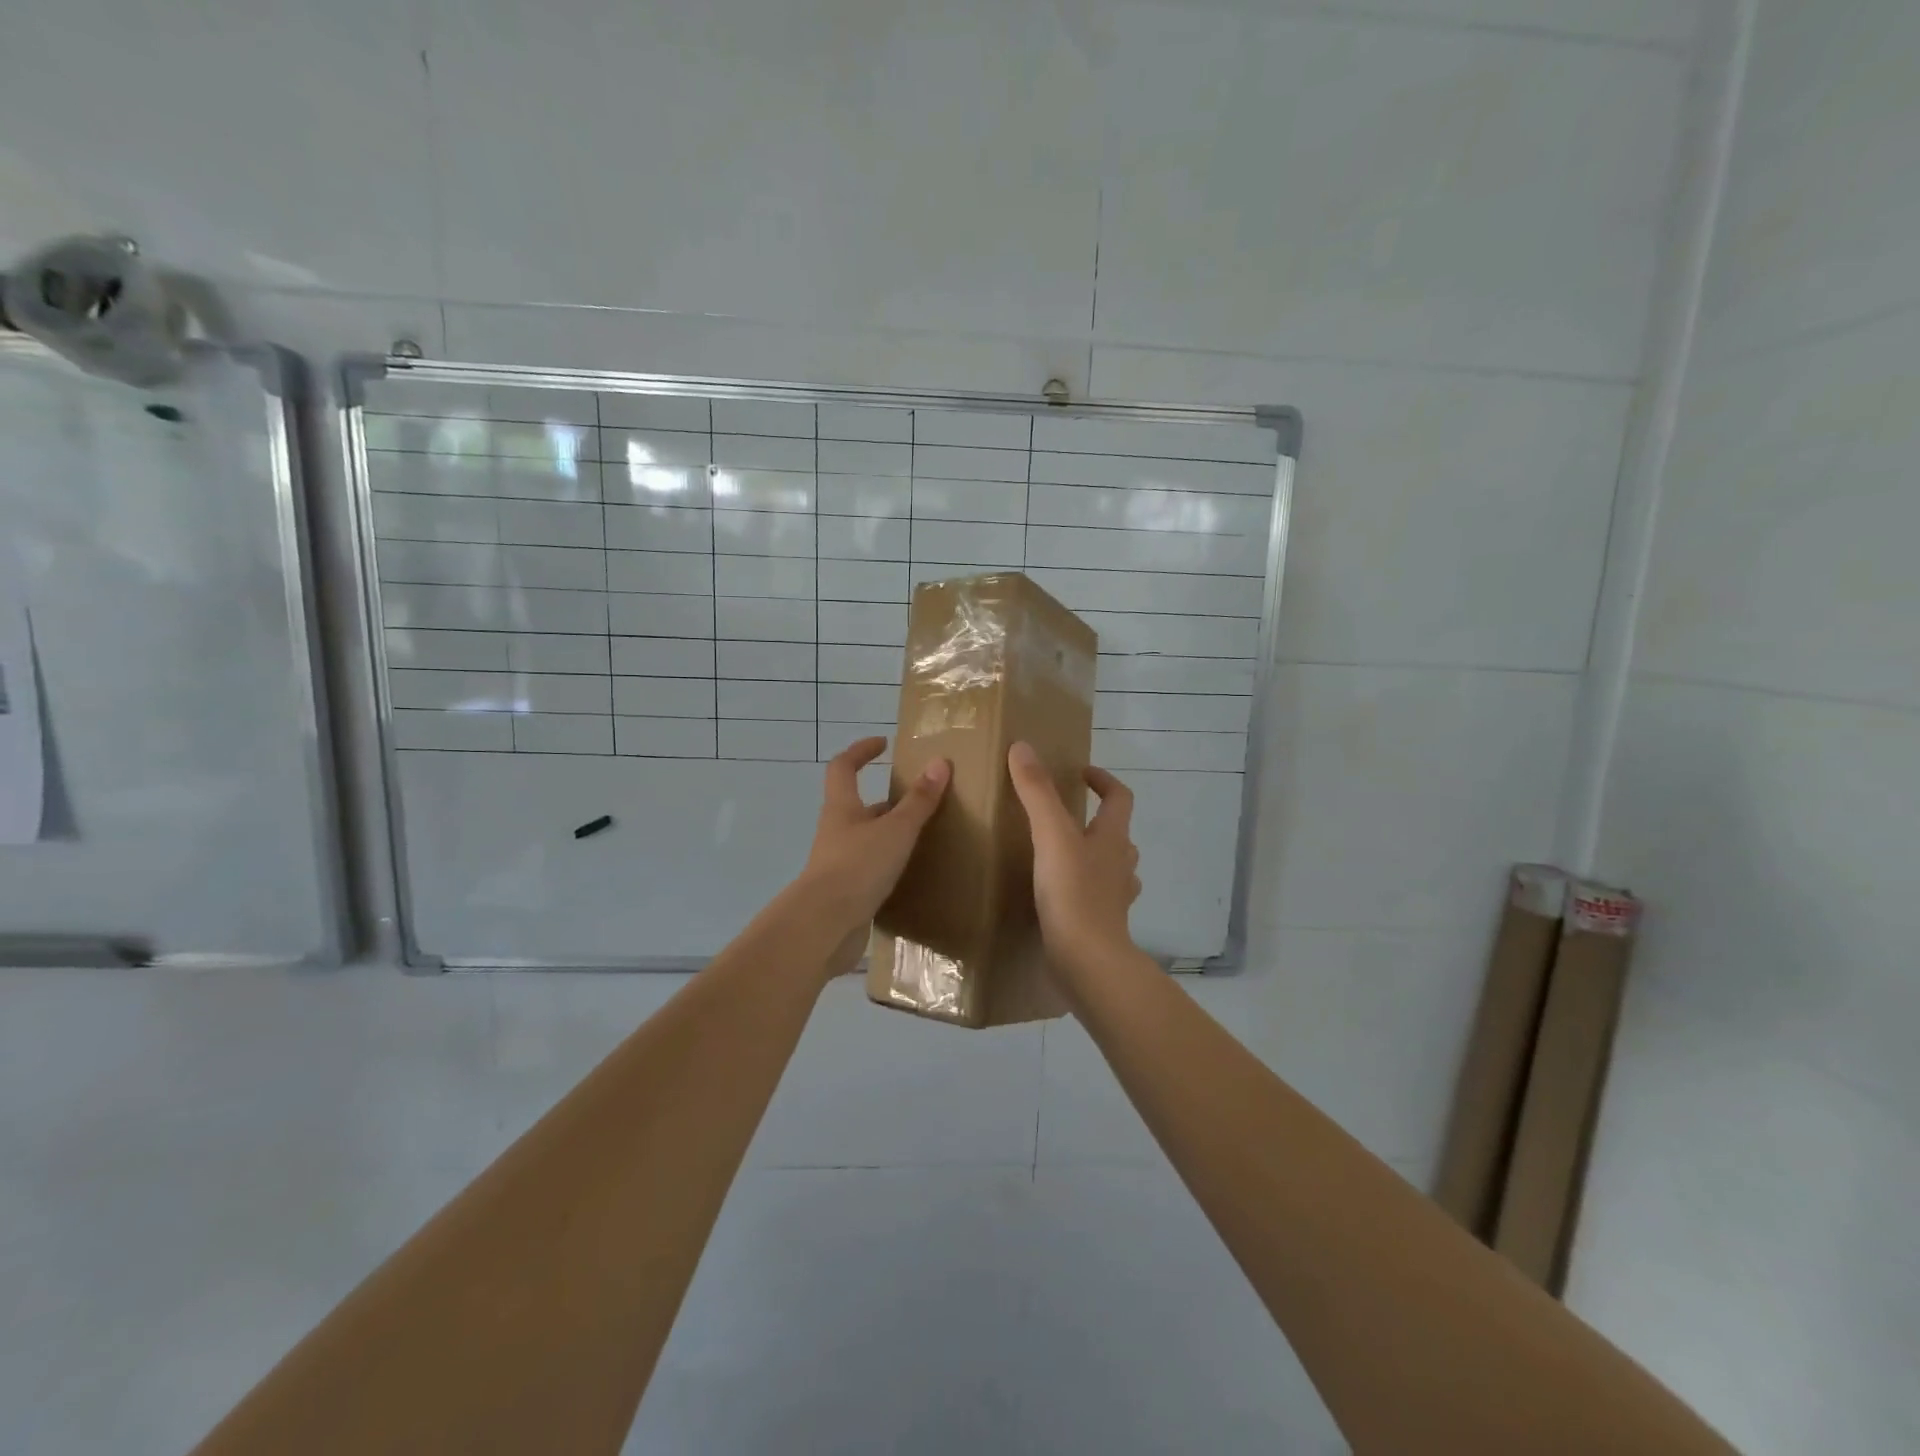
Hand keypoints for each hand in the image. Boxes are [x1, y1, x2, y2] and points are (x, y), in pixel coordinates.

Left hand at [795, 738, 950, 959]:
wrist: (824, 926)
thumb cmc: (858, 867)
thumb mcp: (896, 830)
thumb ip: (919, 800)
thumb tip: (940, 762)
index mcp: (842, 808)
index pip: (843, 766)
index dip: (860, 751)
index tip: (883, 744)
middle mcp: (836, 831)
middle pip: (858, 806)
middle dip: (887, 801)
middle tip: (920, 801)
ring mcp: (838, 863)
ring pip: (866, 840)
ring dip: (890, 836)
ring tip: (923, 839)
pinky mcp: (845, 892)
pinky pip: (869, 870)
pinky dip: (889, 867)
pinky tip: (911, 876)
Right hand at [1007, 741, 1140, 970]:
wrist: (1087, 961)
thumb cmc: (1073, 893)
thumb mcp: (1051, 835)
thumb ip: (1037, 792)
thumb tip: (1023, 748)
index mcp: (1112, 838)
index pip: (1120, 798)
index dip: (1103, 780)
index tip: (1080, 774)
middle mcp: (1119, 865)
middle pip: (1117, 833)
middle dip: (1096, 820)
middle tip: (1063, 815)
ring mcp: (1113, 898)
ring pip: (1110, 867)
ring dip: (1092, 855)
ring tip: (1058, 853)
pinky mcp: (1100, 923)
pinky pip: (1095, 897)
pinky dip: (1081, 888)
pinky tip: (1057, 893)